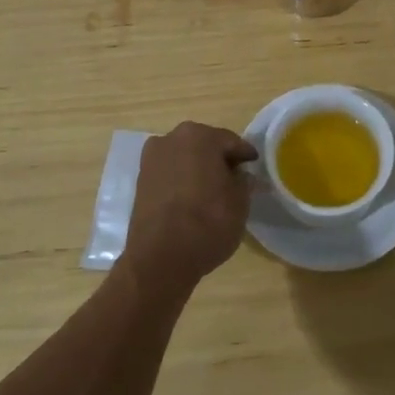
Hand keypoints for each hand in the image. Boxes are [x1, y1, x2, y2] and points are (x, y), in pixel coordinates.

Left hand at [123, 121, 258, 291]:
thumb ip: (243, 181)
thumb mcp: (240, 202)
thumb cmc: (207, 222)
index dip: (245, 156)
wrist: (160, 258)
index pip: (231, 142)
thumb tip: (241, 175)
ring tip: (212, 191)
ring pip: (184, 158)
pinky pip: (170, 174)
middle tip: (234, 179)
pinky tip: (192, 199)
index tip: (254, 167)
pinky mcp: (140, 182)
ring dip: (198, 169)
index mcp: (199, 136)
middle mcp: (171, 139)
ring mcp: (151, 159)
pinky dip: (182, 181)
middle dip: (219, 159)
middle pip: (204, 145)